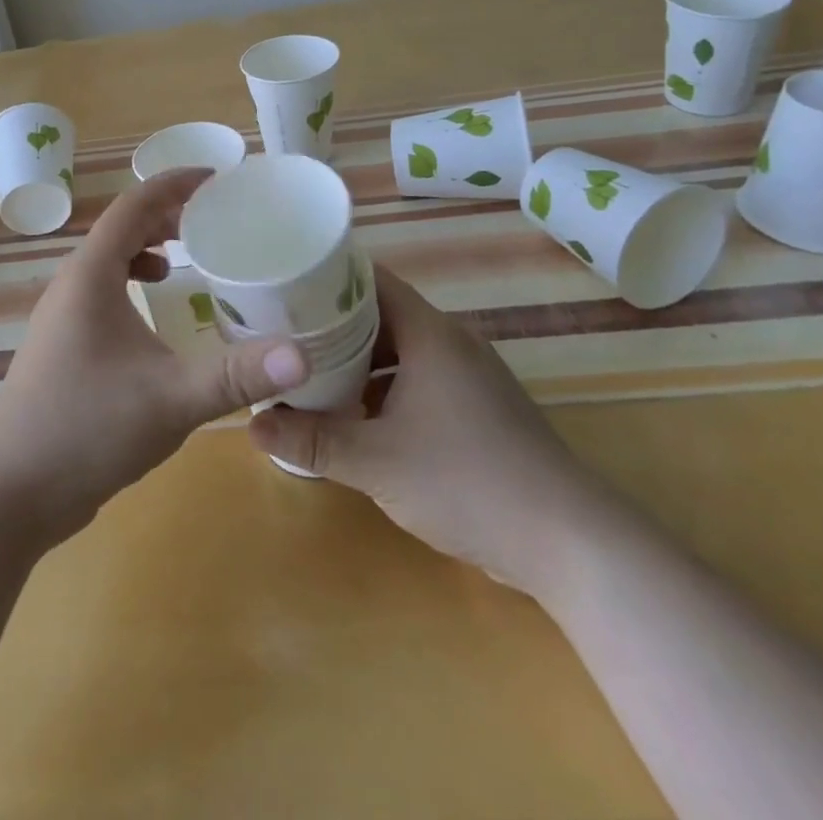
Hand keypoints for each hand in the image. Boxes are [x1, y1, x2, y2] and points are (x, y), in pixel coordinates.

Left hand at [0, 167, 308, 545]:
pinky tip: (153, 320)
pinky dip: (131, 286)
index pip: (134, 205)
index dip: (175, 184)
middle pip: (120, 228)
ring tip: (185, 260)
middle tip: (213, 219)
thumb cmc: (86, 428)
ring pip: (108, 262)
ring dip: (146, 250)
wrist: (9, 491)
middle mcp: (72, 285)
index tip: (217, 177)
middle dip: (166, 215)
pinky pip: (101, 294)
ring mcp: (62, 318)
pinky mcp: (63, 348)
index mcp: (92, 275)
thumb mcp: (172, 398)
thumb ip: (237, 374)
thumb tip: (303, 356)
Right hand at [248, 268, 619, 598]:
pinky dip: (385, 389)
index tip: (285, 285)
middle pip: (381, 315)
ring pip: (400, 352)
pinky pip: (419, 380)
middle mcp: (451, 343)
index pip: (370, 280)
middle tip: (284, 333)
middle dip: (333, 325)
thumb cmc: (466, 482)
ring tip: (309, 374)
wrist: (570, 543)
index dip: (326, 278)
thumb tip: (252, 425)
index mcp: (429, 334)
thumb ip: (311, 440)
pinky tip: (357, 417)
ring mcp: (470, 377)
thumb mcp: (375, 461)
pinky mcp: (480, 409)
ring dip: (358, 362)